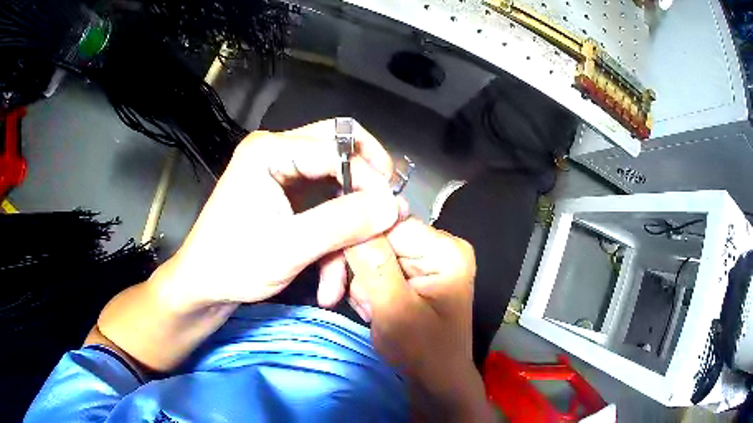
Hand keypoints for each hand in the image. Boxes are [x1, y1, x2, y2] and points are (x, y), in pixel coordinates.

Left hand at [94, 119, 406, 371]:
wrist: (203, 288)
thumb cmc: (234, 265)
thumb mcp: (290, 247)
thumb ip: (343, 223)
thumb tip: (394, 206)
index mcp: (269, 150)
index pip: (338, 146)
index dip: (369, 177)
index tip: (392, 212)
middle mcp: (278, 151)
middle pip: (341, 148)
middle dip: (366, 184)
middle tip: (385, 214)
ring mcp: (283, 173)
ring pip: (337, 181)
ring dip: (348, 224)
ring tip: (349, 269)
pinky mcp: (287, 196)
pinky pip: (325, 204)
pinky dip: (333, 237)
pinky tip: (330, 277)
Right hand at [347, 218, 492, 420]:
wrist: (436, 381)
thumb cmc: (423, 353)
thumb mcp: (396, 311)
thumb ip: (374, 265)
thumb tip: (353, 215)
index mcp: (445, 250)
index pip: (388, 222)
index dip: (356, 239)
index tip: (332, 271)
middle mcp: (438, 246)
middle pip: (379, 237)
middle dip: (357, 270)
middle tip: (338, 297)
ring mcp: (425, 260)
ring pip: (373, 253)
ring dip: (360, 284)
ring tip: (370, 313)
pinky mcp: (414, 273)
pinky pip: (377, 268)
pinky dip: (367, 290)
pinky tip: (373, 311)